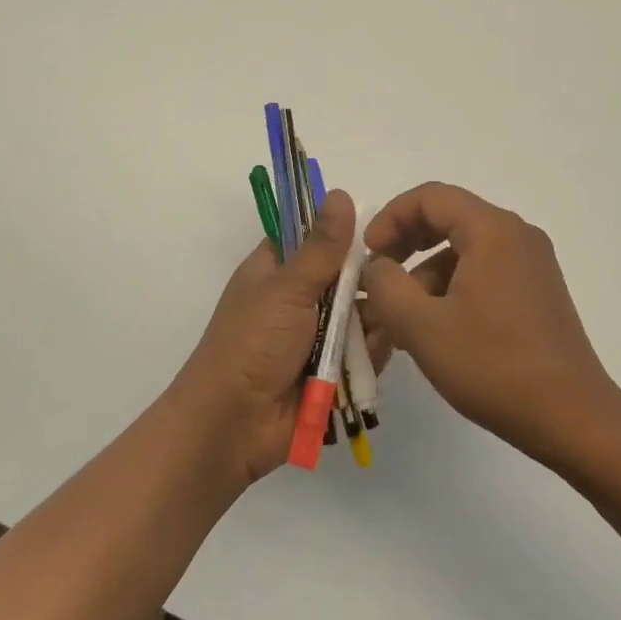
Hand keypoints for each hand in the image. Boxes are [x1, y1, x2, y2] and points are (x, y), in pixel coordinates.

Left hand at [171, 191, 355, 485]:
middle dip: (366, 284)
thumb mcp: (287, 288)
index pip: (312, 235)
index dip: (341, 231)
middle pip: (345, 276)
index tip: (378, 231)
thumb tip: (340, 192)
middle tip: (388, 284)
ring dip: (370, 322)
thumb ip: (321, 247)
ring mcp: (315, 336)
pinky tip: (374, 356)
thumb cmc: (251, 345)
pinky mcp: (331, 371)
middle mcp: (297, 298)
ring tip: (381, 325)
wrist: (232, 427)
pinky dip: (369, 355)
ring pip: (360, 315)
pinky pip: (362, 353)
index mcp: (276, 270)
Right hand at [360, 183, 620, 462]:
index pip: (430, 197)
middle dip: (405, 246)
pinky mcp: (537, 292)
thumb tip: (377, 266)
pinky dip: (452, 290)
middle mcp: (516, 235)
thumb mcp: (422, 326)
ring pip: (463, 250)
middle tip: (378, 280)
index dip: (390, 218)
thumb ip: (385, 285)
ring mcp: (531, 264)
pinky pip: (483, 272)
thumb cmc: (494, 365)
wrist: (573, 419)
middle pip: (448, 219)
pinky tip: (435, 332)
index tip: (367, 255)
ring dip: (425, 276)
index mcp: (492, 230)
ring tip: (401, 322)